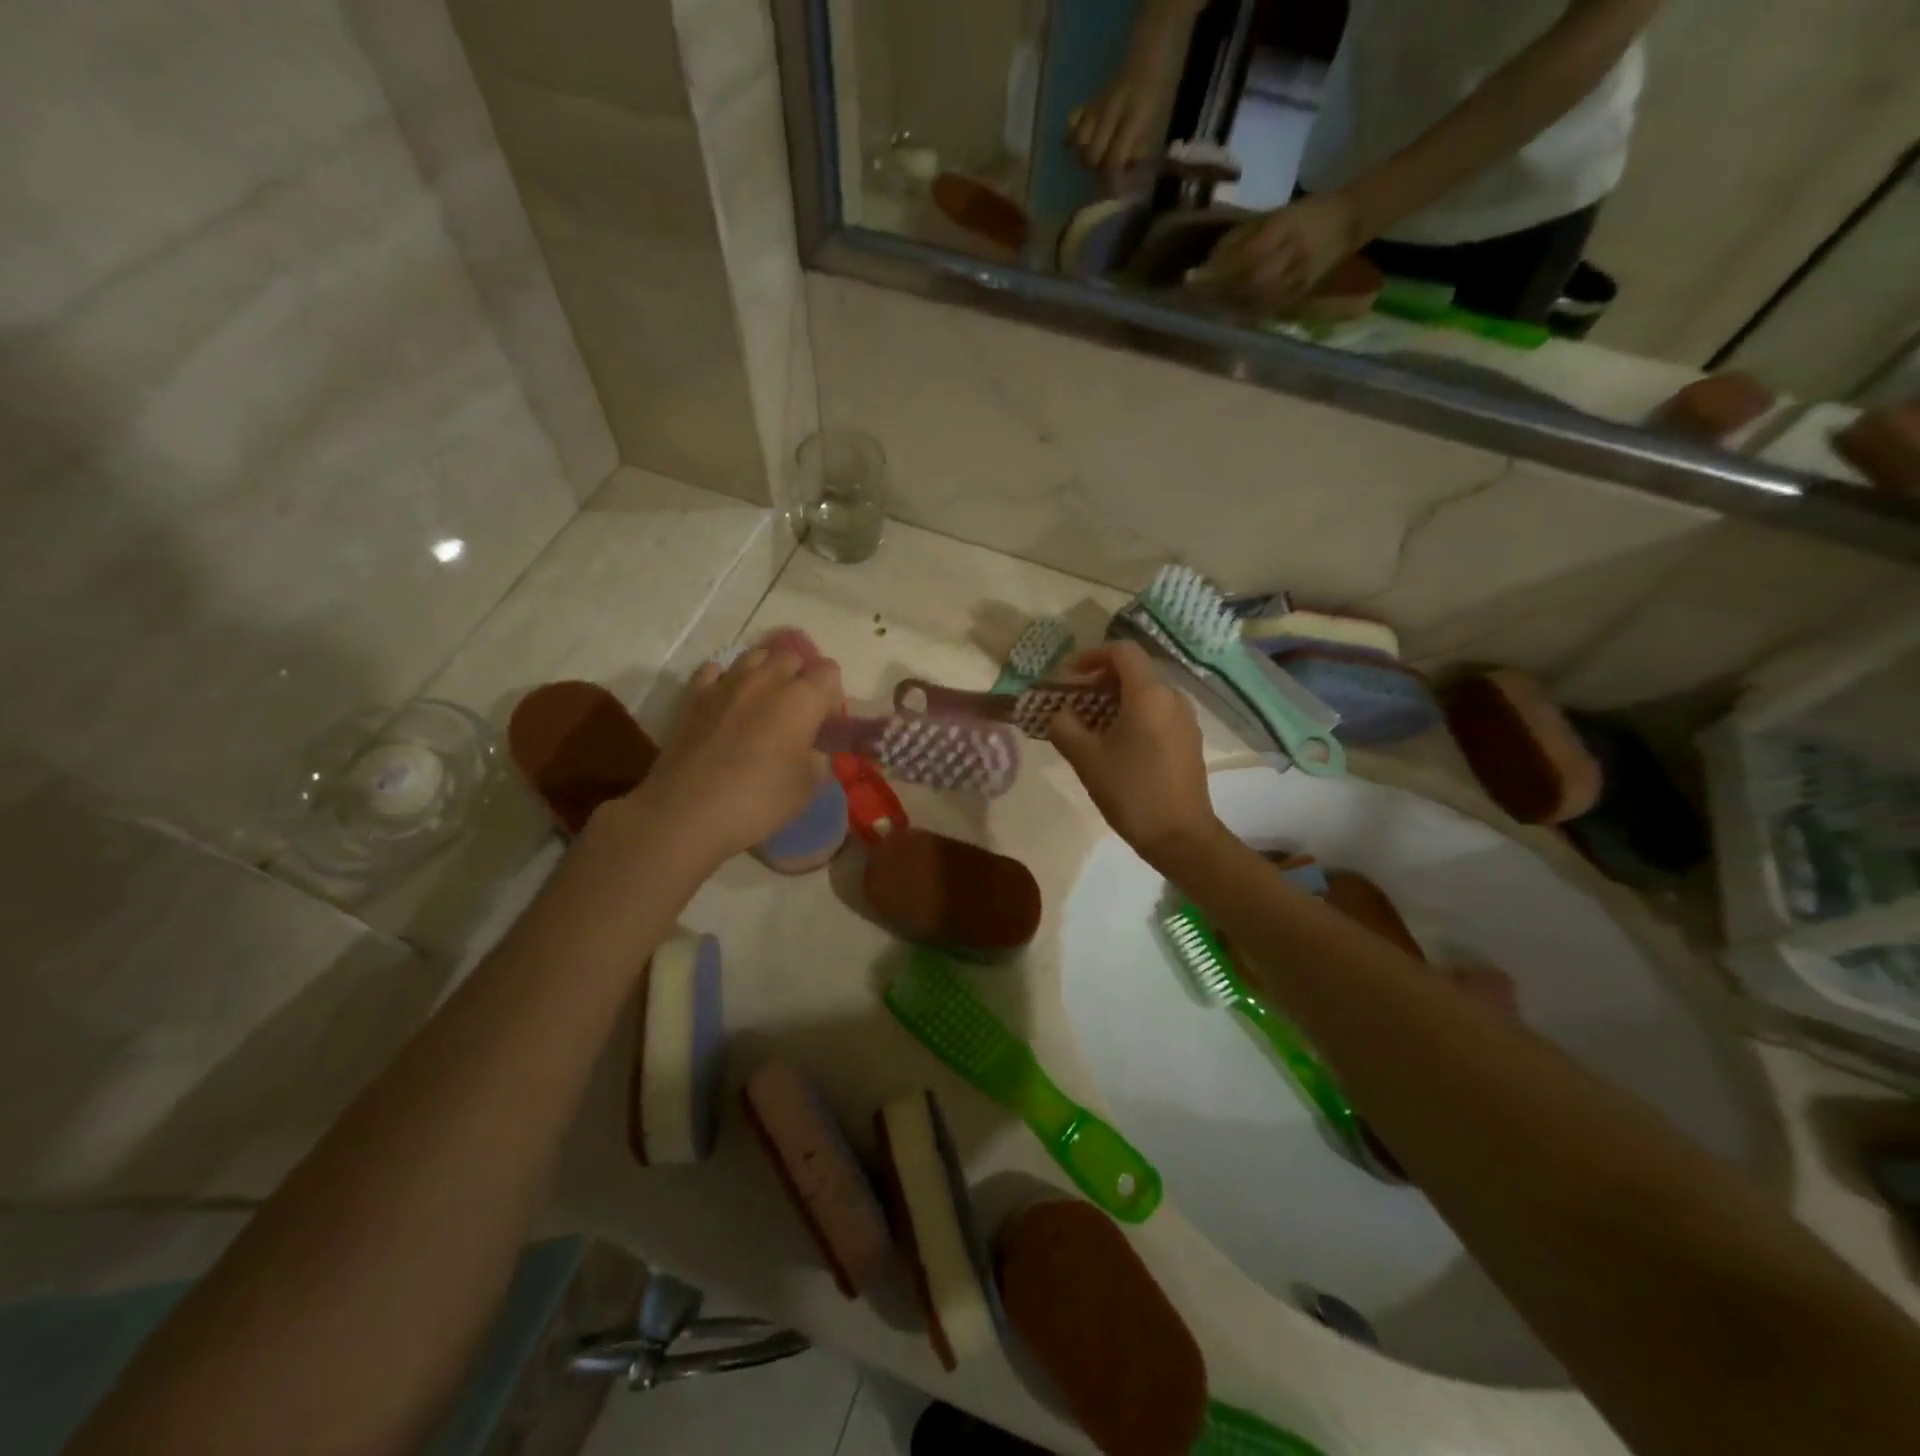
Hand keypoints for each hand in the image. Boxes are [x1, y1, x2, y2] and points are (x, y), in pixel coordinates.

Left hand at [622, 647, 840, 870]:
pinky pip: (716, 670)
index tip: (826, 724)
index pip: (829, 672)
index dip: (832, 695)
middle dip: (800, 677)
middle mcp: (767, 680)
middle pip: (791, 657)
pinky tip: (727, 701)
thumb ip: (820, 757)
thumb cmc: (759, 800)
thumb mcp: (809, 787)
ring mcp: (727, 683)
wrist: (688, 811)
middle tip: (798, 713)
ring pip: (755, 656)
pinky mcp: (695, 695)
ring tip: (764, 702)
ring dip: (766, 671)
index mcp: (802, 699)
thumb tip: (814, 747)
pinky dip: (726, 680)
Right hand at [1047, 642, 1221, 870]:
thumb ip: (1065, 727)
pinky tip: (1115, 742)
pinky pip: (1158, 712)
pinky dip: (1133, 714)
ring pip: (1146, 693)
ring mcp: (1185, 719)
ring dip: (1115, 699)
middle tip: (1073, 700)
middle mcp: (1172, 697)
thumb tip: (1059, 712)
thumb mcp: (1087, 758)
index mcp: (1149, 694)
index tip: (1068, 675)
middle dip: (1100, 679)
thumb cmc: (1131, 791)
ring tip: (1090, 723)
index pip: (1122, 651)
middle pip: (1134, 671)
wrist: (1180, 836)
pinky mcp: (1189, 740)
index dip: (1091, 655)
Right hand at [1069, 58, 1174, 180]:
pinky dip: (1072, 136)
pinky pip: (1072, 122)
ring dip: (1084, 157)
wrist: (1149, 54)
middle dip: (1097, 171)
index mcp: (1134, 116)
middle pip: (1091, 155)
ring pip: (1078, 142)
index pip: (1114, 159)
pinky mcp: (1088, 103)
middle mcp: (1111, 110)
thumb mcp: (1155, 124)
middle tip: (1107, 175)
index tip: (1115, 194)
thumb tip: (1126, 179)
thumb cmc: (1157, 93)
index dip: (1113, 182)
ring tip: (1095, 160)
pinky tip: (1078, 145)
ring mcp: (1097, 105)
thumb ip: (1139, 151)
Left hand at [1201, 194, 1363, 311]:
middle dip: (1220, 291)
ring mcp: (1297, 277)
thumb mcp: (1277, 214)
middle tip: (1196, 298)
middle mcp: (1292, 254)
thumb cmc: (1307, 213)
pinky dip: (1245, 313)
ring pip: (1257, 298)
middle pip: (1250, 280)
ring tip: (1207, 308)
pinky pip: (1267, 309)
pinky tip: (1229, 315)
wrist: (1349, 221)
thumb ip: (1246, 236)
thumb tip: (1212, 259)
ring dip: (1229, 305)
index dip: (1221, 268)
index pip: (1248, 253)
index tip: (1196, 276)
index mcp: (1286, 226)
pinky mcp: (1299, 294)